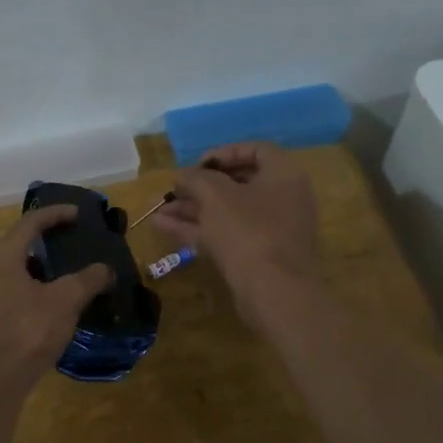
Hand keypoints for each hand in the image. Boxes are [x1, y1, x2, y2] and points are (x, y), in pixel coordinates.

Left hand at [0, 206, 112, 394]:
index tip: (78, 213)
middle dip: (48, 237)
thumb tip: (106, 268)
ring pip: (16, 267)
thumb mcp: (64, 302)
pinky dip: (35, 283)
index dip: (55, 214)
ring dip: (42, 263)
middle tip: (74, 237)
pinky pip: (14, 287)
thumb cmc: (28, 333)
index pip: (30, 223)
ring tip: (68, 267)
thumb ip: (86, 279)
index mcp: (3, 258)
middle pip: (20, 242)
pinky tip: (53, 299)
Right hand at [153, 143, 321, 323]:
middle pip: (237, 184)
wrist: (274, 292)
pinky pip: (226, 234)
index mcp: (283, 175)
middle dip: (199, 187)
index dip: (223, 153)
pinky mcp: (259, 256)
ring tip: (158, 211)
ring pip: (227, 212)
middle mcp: (283, 199)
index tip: (197, 165)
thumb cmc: (248, 230)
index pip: (255, 150)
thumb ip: (195, 178)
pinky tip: (164, 228)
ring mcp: (271, 230)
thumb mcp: (215, 195)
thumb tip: (182, 175)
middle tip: (174, 190)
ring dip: (193, 210)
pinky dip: (198, 229)